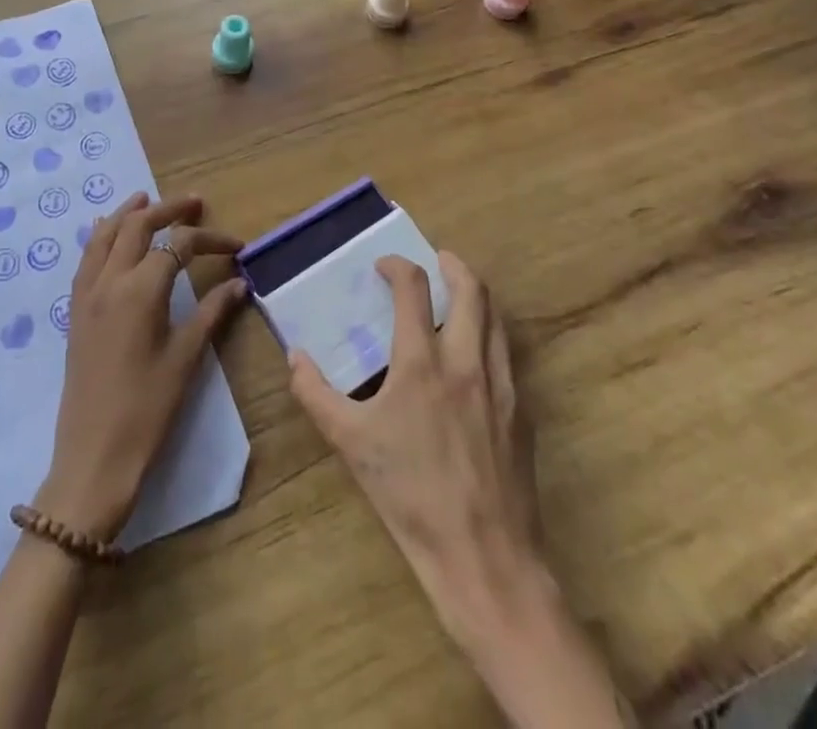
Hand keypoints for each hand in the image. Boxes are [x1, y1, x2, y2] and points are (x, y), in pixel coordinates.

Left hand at [38, 193, 245, 540]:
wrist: (93, 457)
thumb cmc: (147, 409)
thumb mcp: (186, 358)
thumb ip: (212, 312)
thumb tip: (239, 282)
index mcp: (140, 290)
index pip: (179, 246)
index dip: (210, 239)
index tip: (237, 246)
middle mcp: (109, 280)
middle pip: (137, 226)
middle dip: (167, 210)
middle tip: (194, 203)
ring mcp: (87, 294)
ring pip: (104, 234)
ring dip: (128, 213)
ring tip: (147, 200)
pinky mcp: (75, 311)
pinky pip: (87, 257)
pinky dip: (102, 236)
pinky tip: (110, 234)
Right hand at [289, 252, 544, 640]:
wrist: (484, 557)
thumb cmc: (410, 495)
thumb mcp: (350, 444)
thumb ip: (316, 394)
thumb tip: (295, 356)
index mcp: (423, 363)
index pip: (414, 289)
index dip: (398, 266)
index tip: (384, 265)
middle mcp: (467, 362)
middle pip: (472, 291)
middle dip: (454, 265)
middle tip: (437, 259)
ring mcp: (501, 386)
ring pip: (497, 320)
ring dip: (477, 296)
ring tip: (459, 295)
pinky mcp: (521, 413)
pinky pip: (508, 356)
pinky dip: (491, 336)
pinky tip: (475, 356)